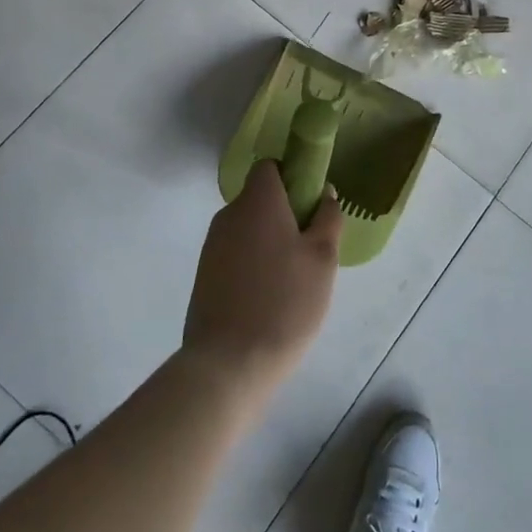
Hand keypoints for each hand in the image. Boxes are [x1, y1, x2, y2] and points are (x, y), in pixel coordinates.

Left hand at [183, 160, 342, 410]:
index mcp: (258, 201)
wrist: (228, 364)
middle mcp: (229, 214)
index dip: (292, 177)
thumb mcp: (322, 259)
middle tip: (310, 247)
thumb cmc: (285, 303)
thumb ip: (327, 218)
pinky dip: (252, 263)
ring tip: (292, 278)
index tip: (311, 204)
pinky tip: (268, 296)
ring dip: (269, 241)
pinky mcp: (203, 275)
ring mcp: (212, 245)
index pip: (270, 167)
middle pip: (259, 198)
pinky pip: (235, 253)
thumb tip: (325, 193)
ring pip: (247, 228)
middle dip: (284, 213)